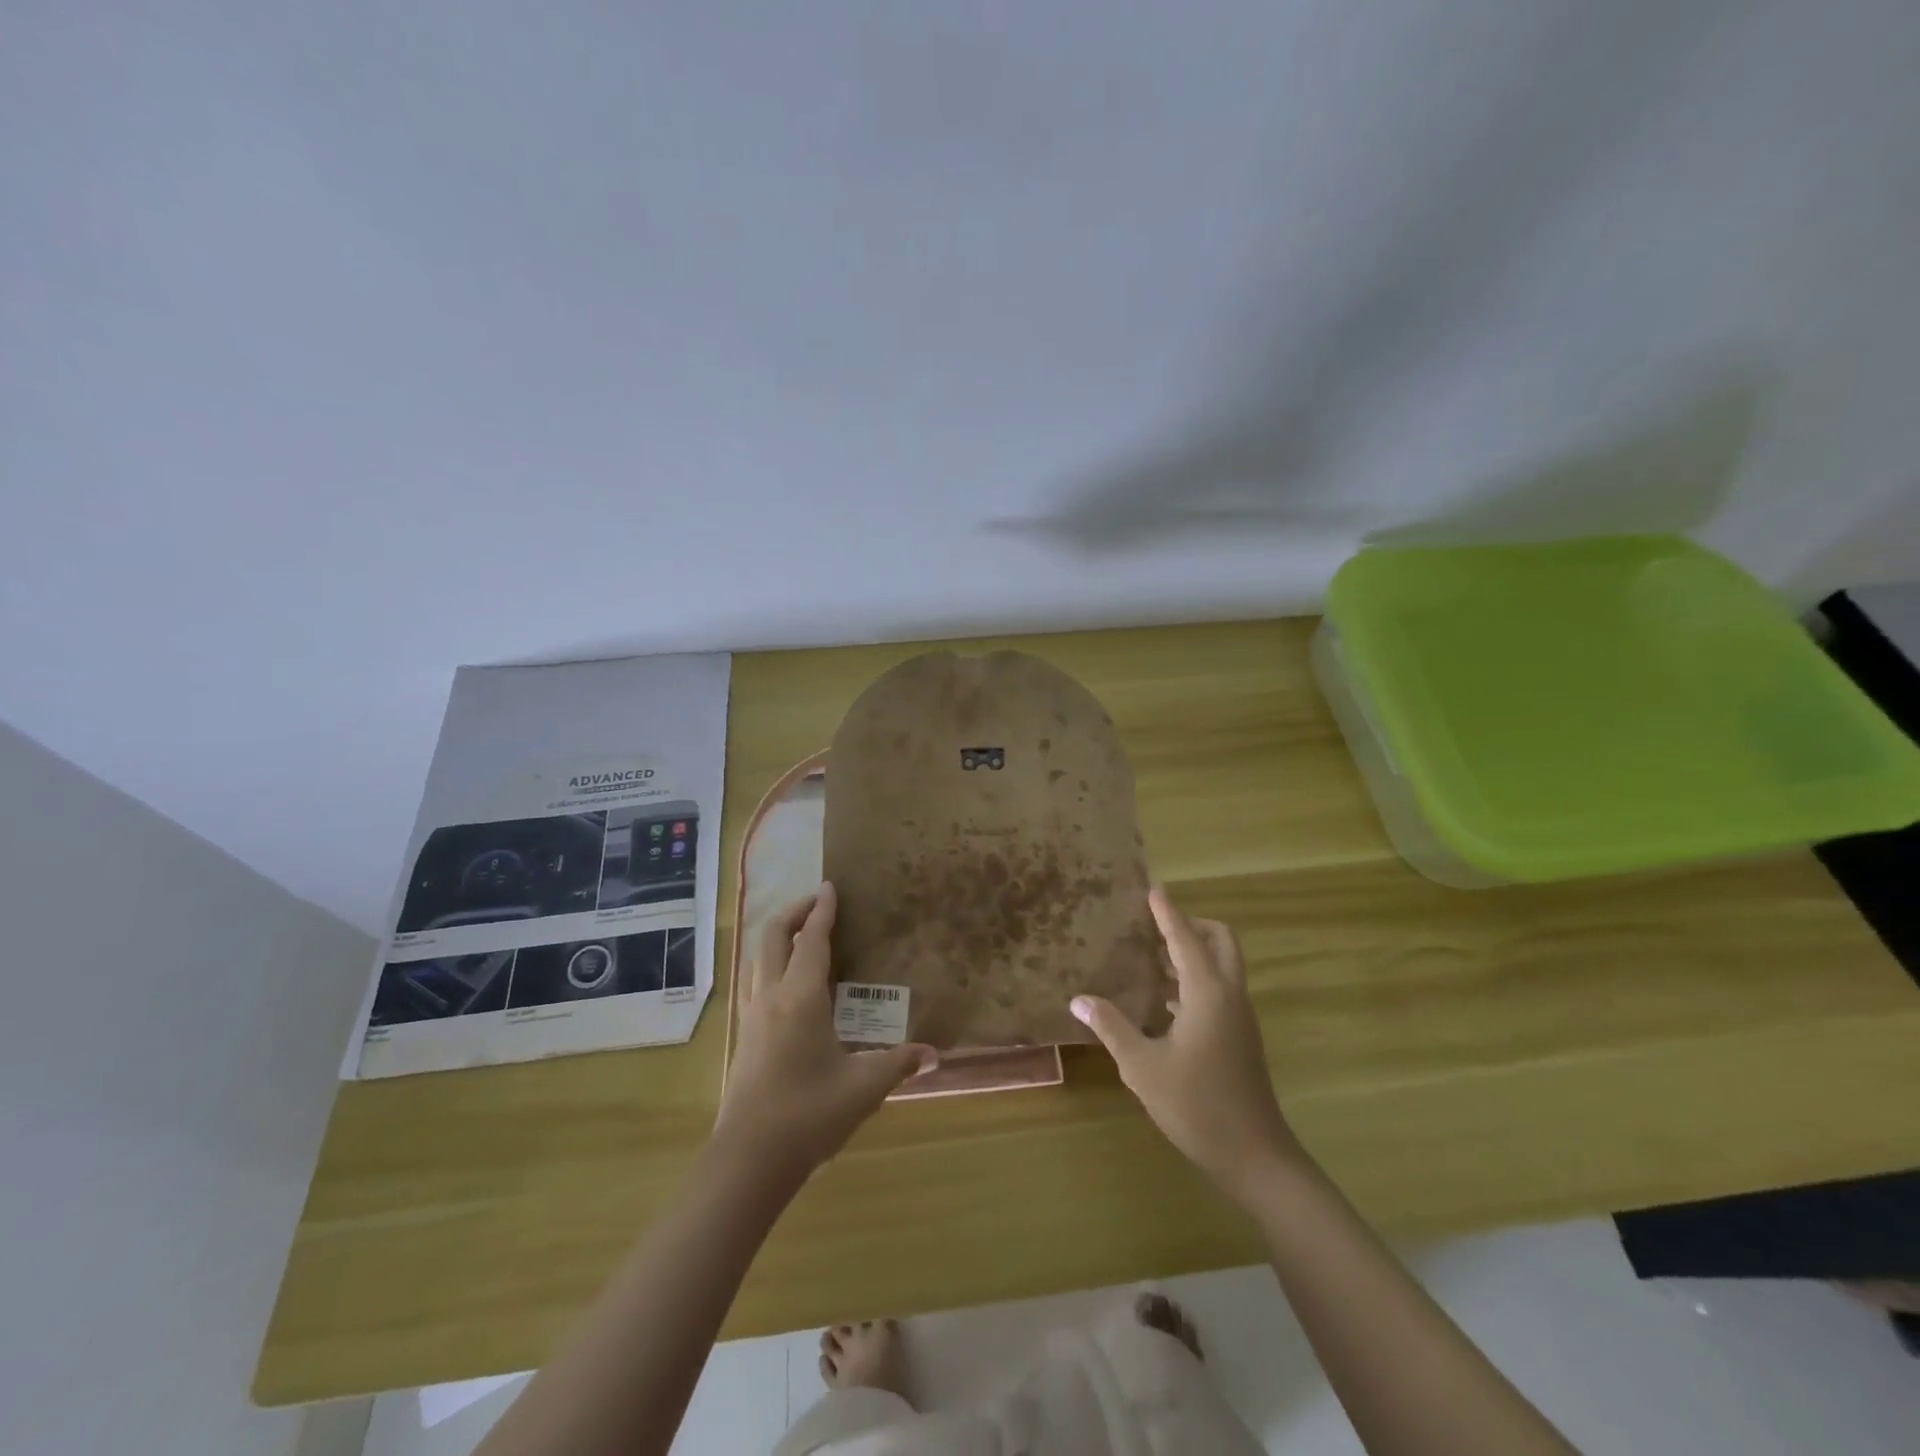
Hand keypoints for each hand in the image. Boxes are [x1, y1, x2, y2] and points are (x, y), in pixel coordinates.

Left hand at [715, 882, 936, 1185]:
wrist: (749, 1159)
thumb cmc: (809, 1113)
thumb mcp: (863, 1087)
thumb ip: (899, 1064)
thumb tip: (934, 1054)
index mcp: (800, 997)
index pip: (812, 940)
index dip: (823, 910)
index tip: (831, 885)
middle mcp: (770, 996)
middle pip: (774, 936)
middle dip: (795, 912)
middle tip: (819, 903)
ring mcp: (751, 1016)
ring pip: (758, 958)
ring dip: (779, 936)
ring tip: (803, 936)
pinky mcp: (743, 1036)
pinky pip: (754, 981)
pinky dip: (770, 963)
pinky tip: (787, 984)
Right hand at [1071, 885, 1304, 1204]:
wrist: (1255, 1156)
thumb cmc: (1196, 1105)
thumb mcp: (1142, 1066)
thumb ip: (1111, 1027)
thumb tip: (1079, 999)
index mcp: (1208, 992)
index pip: (1185, 937)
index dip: (1167, 912)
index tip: (1152, 888)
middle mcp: (1229, 995)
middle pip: (1219, 940)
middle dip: (1190, 925)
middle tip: (1154, 926)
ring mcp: (1239, 1016)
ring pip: (1222, 965)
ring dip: (1193, 952)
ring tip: (1151, 957)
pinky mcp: (1240, 1036)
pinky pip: (1219, 989)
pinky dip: (1195, 979)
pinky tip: (1163, 1001)